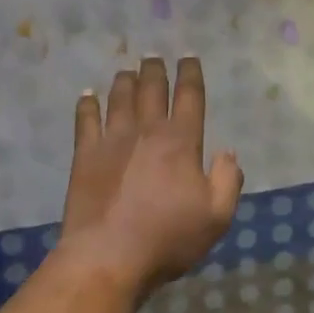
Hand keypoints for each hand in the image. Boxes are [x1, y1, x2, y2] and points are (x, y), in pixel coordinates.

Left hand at [60, 57, 243, 298]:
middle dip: (155, 70)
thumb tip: (228, 153)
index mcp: (181, 142)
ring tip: (127, 70)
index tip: (188, 57)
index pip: (189, 97)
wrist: (109, 256)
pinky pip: (86, 120)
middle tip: (153, 56)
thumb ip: (228, 180)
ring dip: (125, 81)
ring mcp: (112, 140)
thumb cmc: (168, 238)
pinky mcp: (85, 155)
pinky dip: (87, 104)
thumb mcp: (217, 216)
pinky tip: (87, 95)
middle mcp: (147, 131)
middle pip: (152, 90)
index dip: (190, 74)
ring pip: (119, 98)